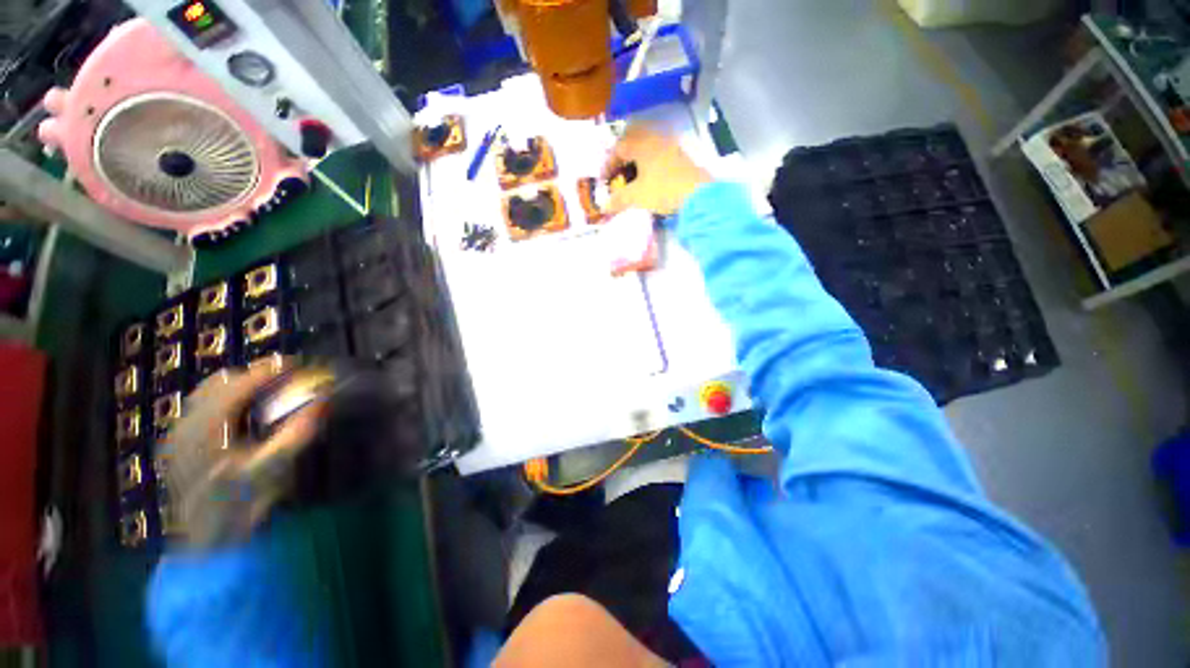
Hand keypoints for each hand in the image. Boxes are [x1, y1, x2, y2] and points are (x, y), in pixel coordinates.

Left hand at [158, 360, 323, 550]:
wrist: (207, 542)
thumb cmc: (241, 505)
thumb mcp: (273, 470)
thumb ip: (296, 432)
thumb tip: (323, 400)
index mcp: (206, 431)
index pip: (237, 384)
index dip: (268, 370)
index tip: (297, 363)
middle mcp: (186, 426)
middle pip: (219, 383)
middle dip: (255, 374)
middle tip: (286, 377)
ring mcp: (177, 435)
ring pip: (207, 393)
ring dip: (239, 386)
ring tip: (268, 391)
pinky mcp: (177, 444)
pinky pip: (200, 408)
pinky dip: (225, 400)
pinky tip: (242, 413)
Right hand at [602, 125, 710, 216]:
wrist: (698, 194)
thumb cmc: (662, 190)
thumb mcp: (636, 196)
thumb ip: (618, 200)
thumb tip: (603, 207)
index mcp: (641, 144)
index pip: (618, 148)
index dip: (608, 165)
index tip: (603, 181)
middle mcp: (655, 139)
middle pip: (633, 144)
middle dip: (622, 160)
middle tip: (616, 177)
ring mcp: (670, 147)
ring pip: (647, 150)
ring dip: (636, 164)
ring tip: (631, 181)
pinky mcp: (681, 158)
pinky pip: (658, 157)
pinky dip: (648, 167)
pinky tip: (648, 181)